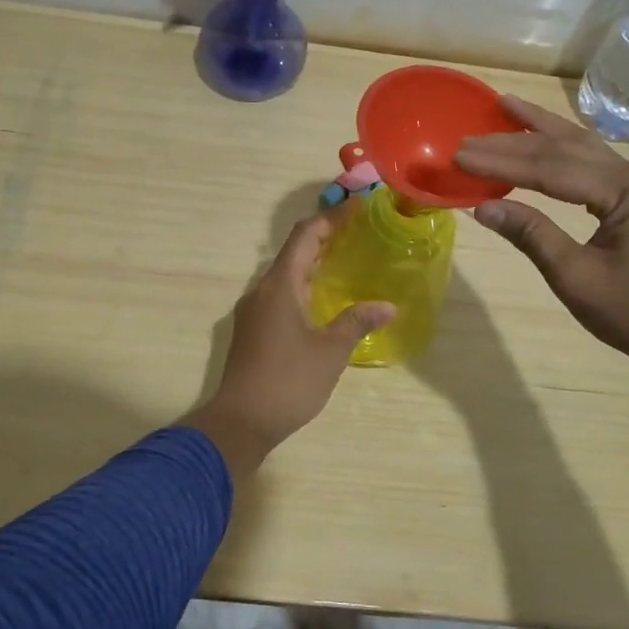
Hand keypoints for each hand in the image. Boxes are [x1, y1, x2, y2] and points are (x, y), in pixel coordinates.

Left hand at [184, 207, 393, 476]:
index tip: (358, 207)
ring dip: (312, 264)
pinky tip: (322, 300)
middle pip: (293, 252)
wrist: (240, 421)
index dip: (332, 218)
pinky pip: (279, 295)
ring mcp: (253, 311)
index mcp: (279, 286)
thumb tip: (387, 306)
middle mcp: (261, 291)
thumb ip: (357, 322)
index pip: (305, 236)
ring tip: (344, 260)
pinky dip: (303, 286)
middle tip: (357, 231)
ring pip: (285, 276)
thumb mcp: (331, 351)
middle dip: (324, 238)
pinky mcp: (252, 331)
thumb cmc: (288, 380)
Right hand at [456, 94, 628, 387]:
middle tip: (473, 127)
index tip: (459, 155)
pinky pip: (601, 169)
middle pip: (570, 147)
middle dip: (518, 138)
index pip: (551, 168)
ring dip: (545, 131)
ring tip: (508, 107)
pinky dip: (567, 156)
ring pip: (588, 151)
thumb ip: (532, 235)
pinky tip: (548, 146)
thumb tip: (484, 207)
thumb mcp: (577, 278)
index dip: (502, 161)